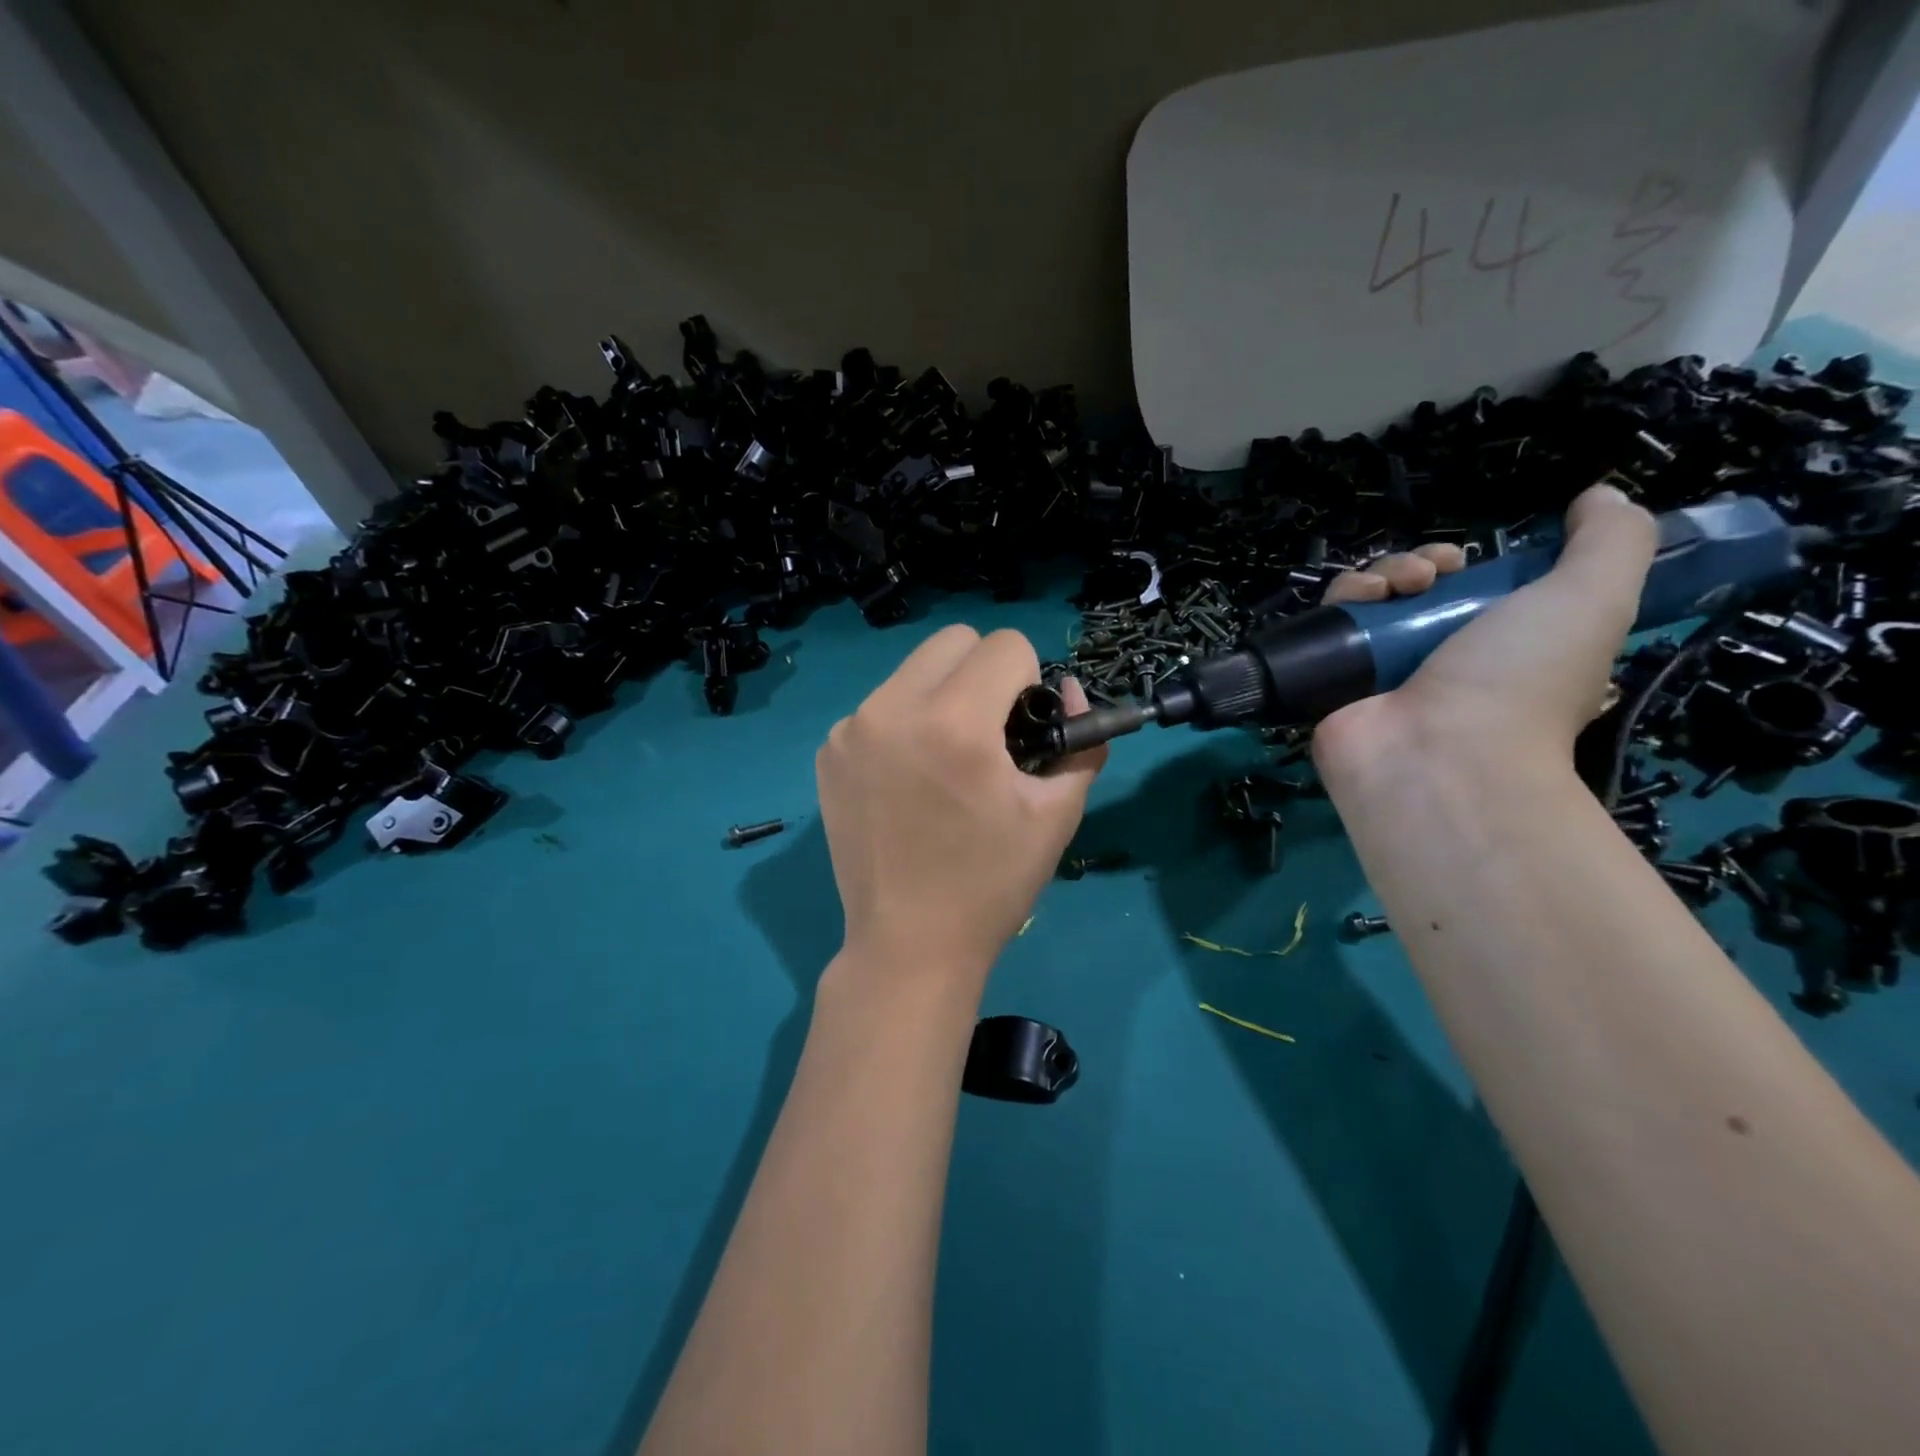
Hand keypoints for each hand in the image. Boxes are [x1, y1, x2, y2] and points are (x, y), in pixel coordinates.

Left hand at [815, 625, 1106, 985]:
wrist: (909, 943)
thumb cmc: (992, 882)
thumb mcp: (1057, 813)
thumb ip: (1081, 740)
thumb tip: (1071, 691)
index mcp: (955, 723)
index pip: (1006, 645)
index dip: (1030, 681)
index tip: (1023, 729)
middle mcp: (892, 709)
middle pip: (953, 641)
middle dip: (984, 673)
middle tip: (989, 734)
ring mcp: (851, 729)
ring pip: (913, 670)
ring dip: (942, 695)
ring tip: (946, 760)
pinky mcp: (828, 752)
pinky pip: (880, 706)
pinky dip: (904, 723)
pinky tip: (909, 779)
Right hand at [1312, 484, 1657, 783]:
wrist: (1439, 753)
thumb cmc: (1520, 680)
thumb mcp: (1595, 598)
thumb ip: (1612, 539)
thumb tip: (1597, 495)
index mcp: (1498, 647)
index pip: (1470, 591)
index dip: (1470, 563)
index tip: (1471, 559)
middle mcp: (1436, 659)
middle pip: (1414, 589)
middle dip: (1420, 563)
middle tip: (1431, 575)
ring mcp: (1381, 672)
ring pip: (1370, 599)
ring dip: (1382, 573)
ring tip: (1396, 589)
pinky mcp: (1334, 678)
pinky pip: (1330, 623)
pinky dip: (1344, 598)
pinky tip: (1361, 601)